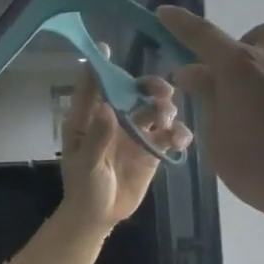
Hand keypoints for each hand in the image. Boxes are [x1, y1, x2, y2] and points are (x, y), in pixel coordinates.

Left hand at [59, 49, 193, 228]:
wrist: (99, 216)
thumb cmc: (83, 188)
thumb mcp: (85, 164)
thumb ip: (96, 137)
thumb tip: (107, 108)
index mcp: (89, 118)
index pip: (93, 86)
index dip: (100, 66)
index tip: (108, 47)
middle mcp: (114, 119)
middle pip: (133, 92)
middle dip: (149, 87)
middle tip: (162, 93)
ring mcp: (135, 134)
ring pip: (155, 110)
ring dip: (165, 108)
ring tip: (167, 120)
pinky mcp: (152, 151)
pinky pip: (169, 136)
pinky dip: (178, 134)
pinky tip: (180, 140)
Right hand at [158, 7, 263, 226]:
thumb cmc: (263, 171)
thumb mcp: (218, 141)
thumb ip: (207, 99)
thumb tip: (194, 71)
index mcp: (242, 68)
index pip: (203, 36)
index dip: (181, 24)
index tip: (166, 13)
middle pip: (256, 38)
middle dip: (242, 54)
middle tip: (236, 88)